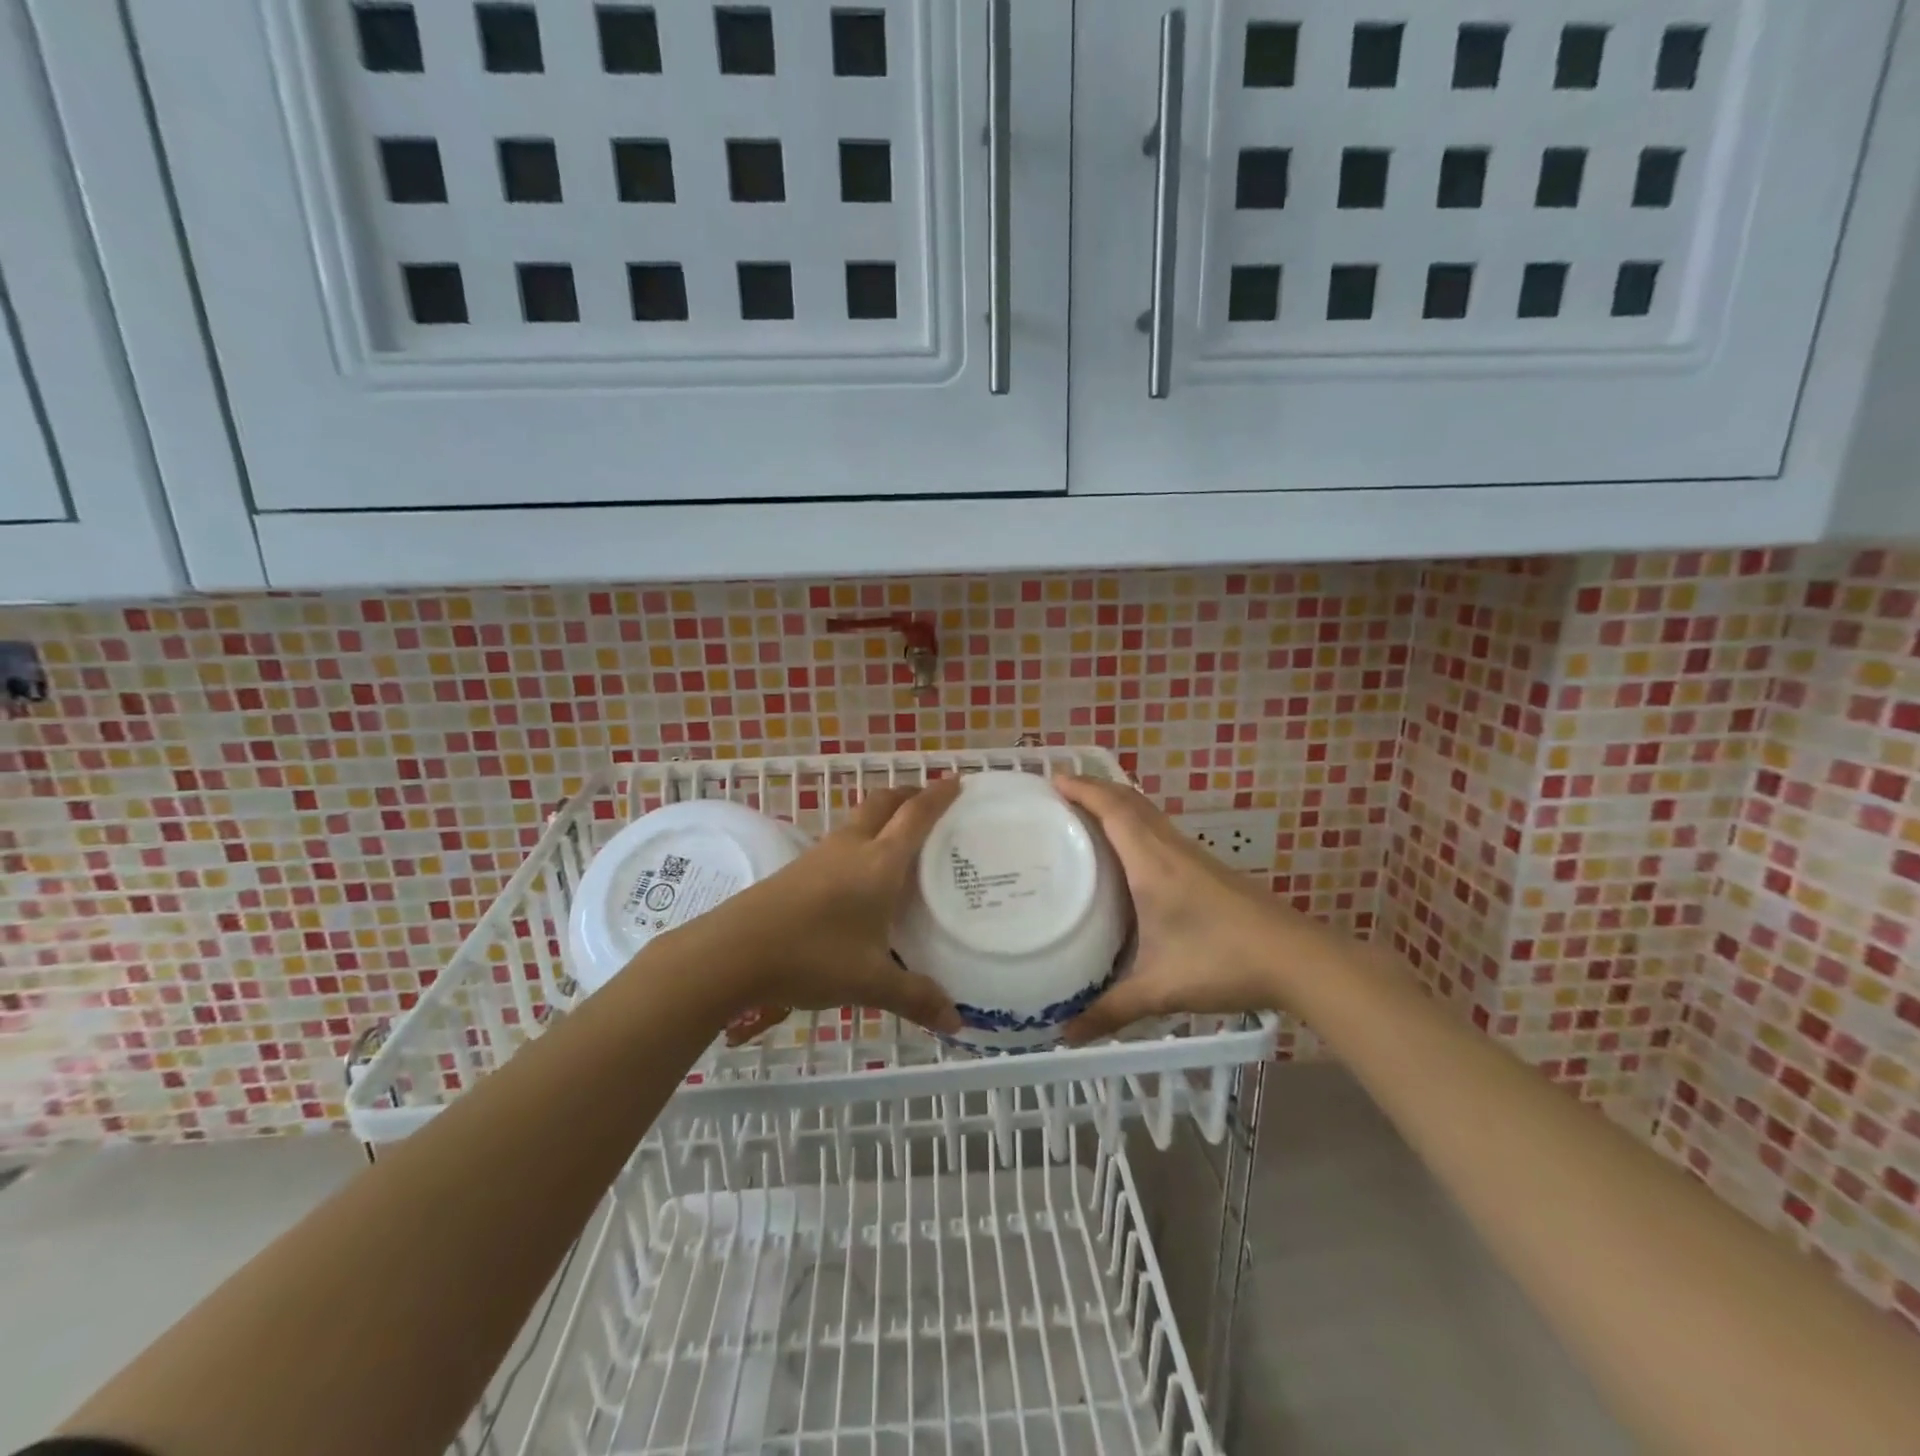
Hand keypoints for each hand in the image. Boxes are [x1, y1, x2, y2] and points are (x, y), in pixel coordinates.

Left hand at [652, 779, 964, 1041]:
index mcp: (880, 863)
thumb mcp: (870, 981)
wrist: (733, 951)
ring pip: (859, 820)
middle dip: (909, 795)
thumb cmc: (812, 957)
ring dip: (883, 817)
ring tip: (901, 839)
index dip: (939, 796)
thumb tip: (958, 1023)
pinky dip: (862, 841)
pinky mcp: (798, 869)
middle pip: (884, 803)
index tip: (959, 782)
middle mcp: (852, 847)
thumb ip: (916, 997)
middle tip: (931, 803)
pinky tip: (861, 875)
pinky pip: (841, 842)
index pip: (916, 816)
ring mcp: (821, 855)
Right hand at [1054, 775, 1337, 1042]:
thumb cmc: (1223, 961)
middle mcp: (1170, 849)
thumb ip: (1112, 1010)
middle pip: (1130, 801)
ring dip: (1118, 803)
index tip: (1053, 779)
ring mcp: (1193, 856)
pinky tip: (1130, 851)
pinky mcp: (1208, 869)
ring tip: (1087, 814)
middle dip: (1095, 787)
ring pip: (1149, 814)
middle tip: (1060, 792)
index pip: (1113, 809)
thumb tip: (1066, 1035)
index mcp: (1152, 863)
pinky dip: (1137, 823)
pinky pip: (1161, 830)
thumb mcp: (1161, 988)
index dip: (1083, 789)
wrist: (1297, 959)